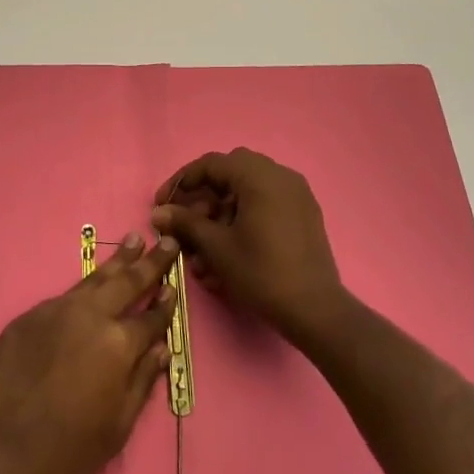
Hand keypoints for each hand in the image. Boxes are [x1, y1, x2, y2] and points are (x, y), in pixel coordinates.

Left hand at [0, 233, 177, 473]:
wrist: (1, 448)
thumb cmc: (68, 449)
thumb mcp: (118, 426)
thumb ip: (142, 381)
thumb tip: (161, 349)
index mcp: (118, 345)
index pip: (151, 318)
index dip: (165, 303)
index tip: (174, 285)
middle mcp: (91, 316)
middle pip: (127, 282)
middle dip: (150, 262)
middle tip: (165, 240)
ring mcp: (57, 310)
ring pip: (94, 279)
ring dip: (117, 261)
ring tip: (133, 240)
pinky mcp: (30, 315)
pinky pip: (63, 298)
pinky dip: (83, 290)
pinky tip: (89, 288)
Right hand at [150, 148, 348, 345]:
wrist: (315, 309)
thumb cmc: (261, 273)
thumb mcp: (217, 247)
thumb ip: (185, 223)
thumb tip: (158, 212)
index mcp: (258, 175)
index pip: (211, 164)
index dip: (181, 182)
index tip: (162, 204)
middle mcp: (280, 174)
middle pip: (230, 173)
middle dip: (204, 195)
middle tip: (186, 221)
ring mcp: (296, 193)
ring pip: (248, 189)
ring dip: (223, 210)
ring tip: (206, 246)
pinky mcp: (305, 213)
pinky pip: (267, 202)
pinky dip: (245, 216)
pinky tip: (231, 247)